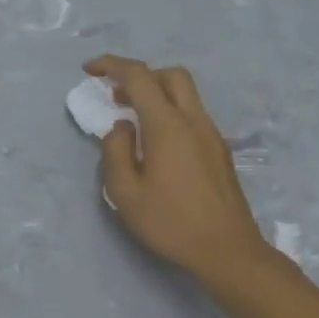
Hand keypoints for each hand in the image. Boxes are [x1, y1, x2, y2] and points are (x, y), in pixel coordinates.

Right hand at [85, 56, 282, 287]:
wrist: (228, 251)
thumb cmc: (171, 223)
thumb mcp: (125, 193)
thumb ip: (116, 151)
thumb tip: (122, 127)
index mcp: (168, 126)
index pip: (139, 77)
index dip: (111, 65)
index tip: (89, 70)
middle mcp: (194, 121)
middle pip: (170, 75)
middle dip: (140, 76)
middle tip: (117, 96)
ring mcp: (211, 134)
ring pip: (185, 94)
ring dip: (157, 94)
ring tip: (133, 122)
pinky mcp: (219, 150)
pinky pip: (192, 115)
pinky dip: (170, 113)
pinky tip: (156, 144)